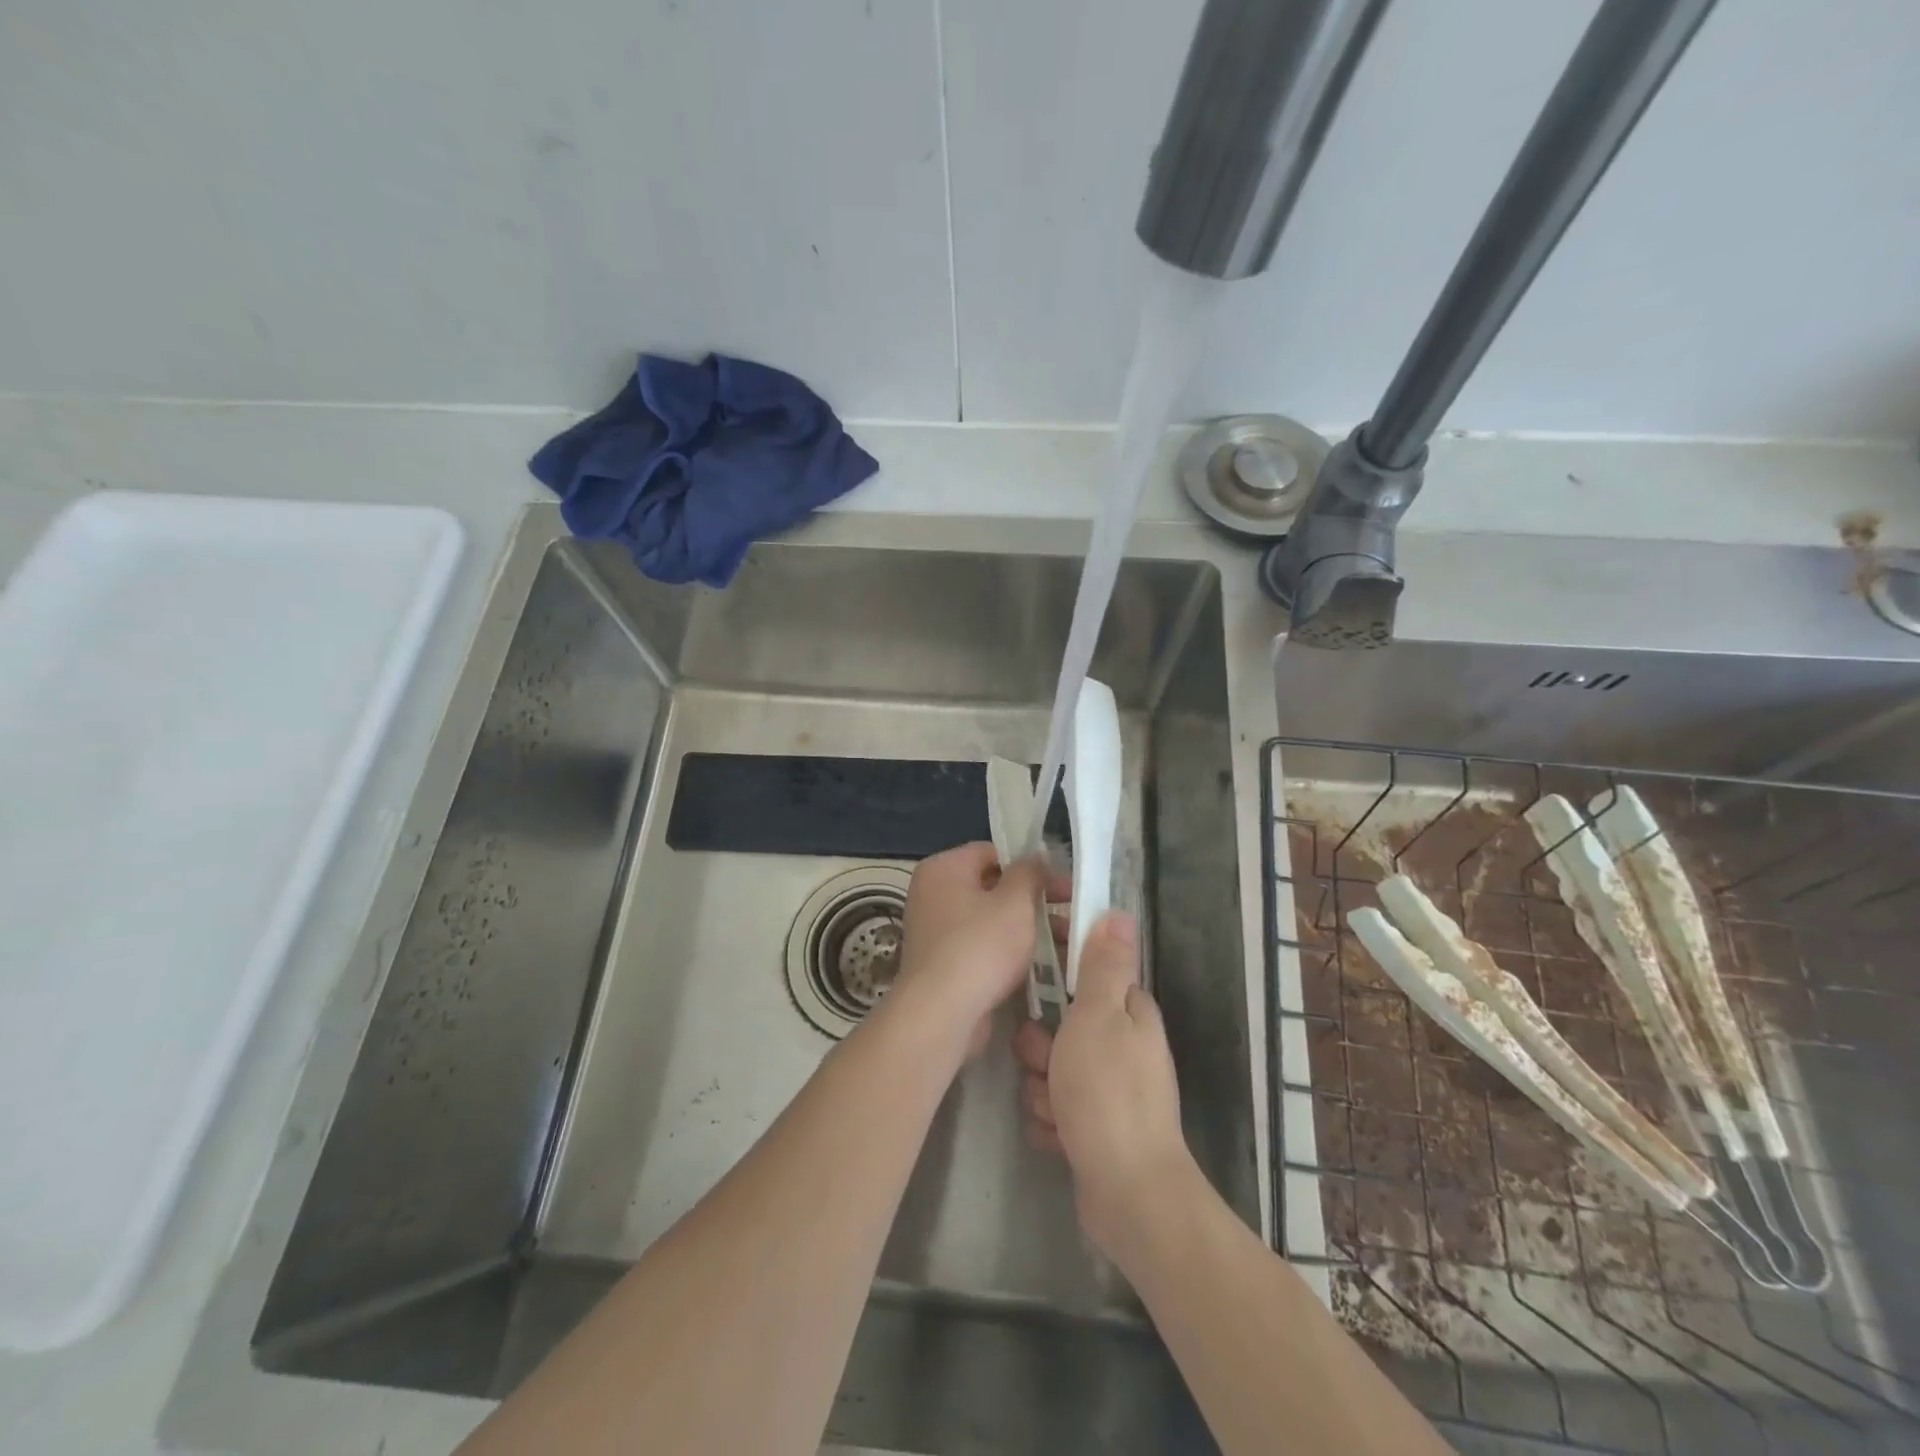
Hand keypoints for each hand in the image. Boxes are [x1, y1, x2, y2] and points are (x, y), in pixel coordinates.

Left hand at [887, 842, 1053, 1059]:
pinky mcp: (942, 964)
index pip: (992, 852)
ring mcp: (934, 931)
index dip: (1029, 865)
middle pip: (992, 887)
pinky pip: (981, 947)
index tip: (1062, 884)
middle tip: (1070, 914)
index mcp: (943, 868)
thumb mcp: (1015, 902)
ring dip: (1027, 929)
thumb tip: (1036, 857)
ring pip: (990, 920)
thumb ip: (1029, 872)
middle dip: (1033, 901)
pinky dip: (1007, 953)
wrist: (941, 1014)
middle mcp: (932, 894)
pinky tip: (1041, 966)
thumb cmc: (980, 947)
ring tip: (1066, 945)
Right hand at [1013, 910, 1197, 1260]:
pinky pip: (1056, 1110)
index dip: (1062, 968)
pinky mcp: (1095, 1130)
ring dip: (1043, 1088)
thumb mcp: (1100, 1016)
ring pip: (1053, 1071)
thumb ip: (1104, 965)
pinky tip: (1060, 1137)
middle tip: (1043, 1060)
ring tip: (1054, 1107)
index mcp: (1130, 1014)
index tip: (1034, 969)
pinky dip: (1052, 1122)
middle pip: (1063, 1027)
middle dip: (1042, 1046)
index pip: (1091, 973)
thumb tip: (1121, 912)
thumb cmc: (1108, 1093)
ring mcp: (1109, 1092)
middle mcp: (1123, 1048)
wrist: (1129, 1194)